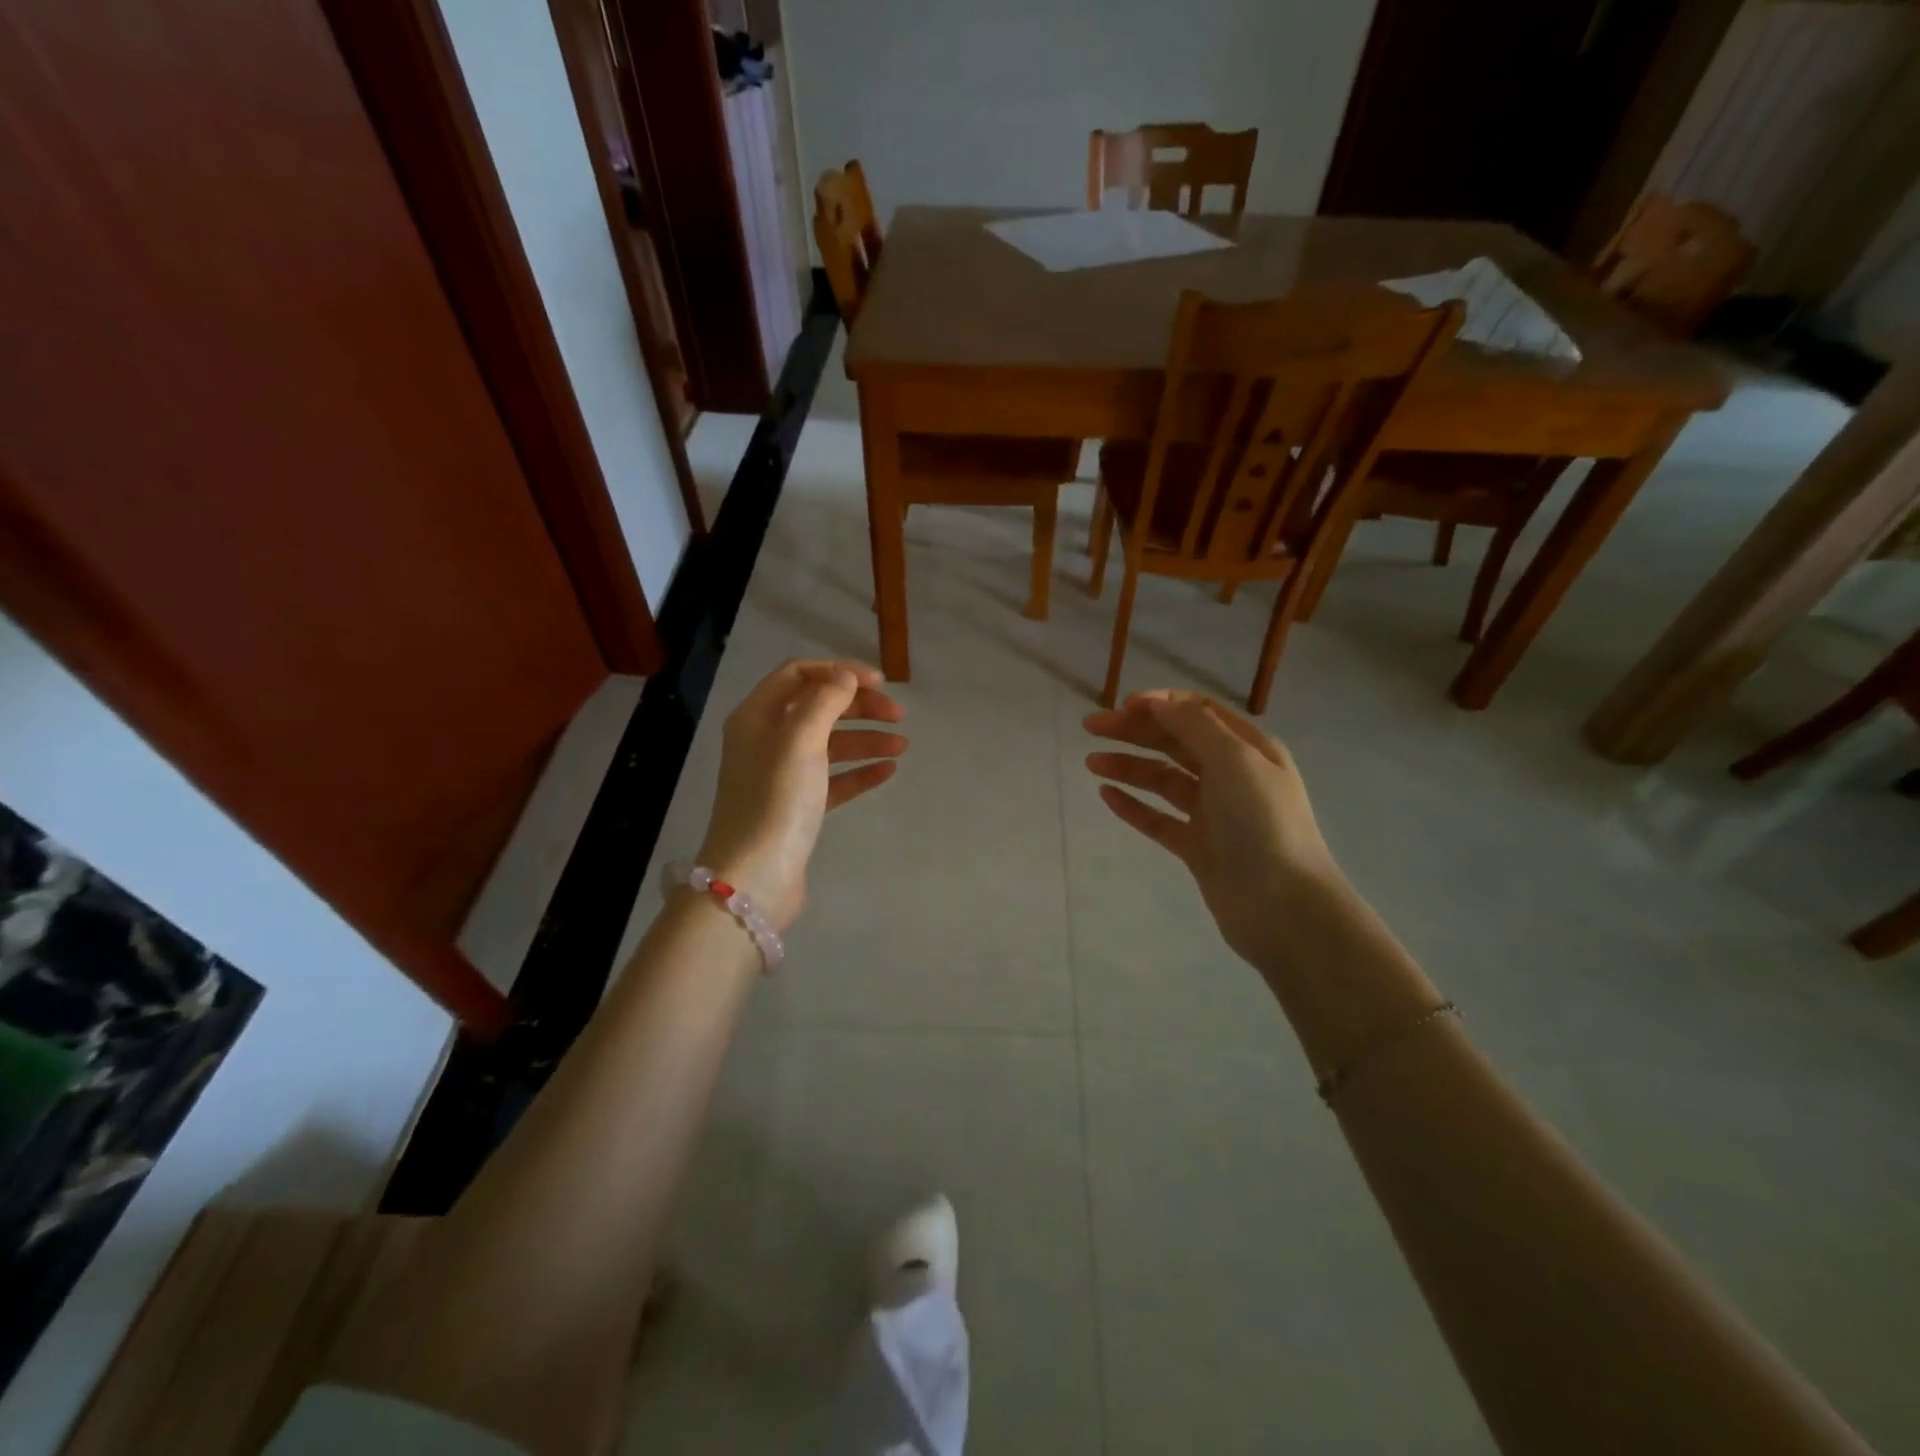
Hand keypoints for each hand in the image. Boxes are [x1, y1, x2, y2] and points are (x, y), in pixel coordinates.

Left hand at [698, 660, 905, 931]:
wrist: (754, 878)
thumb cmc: (775, 801)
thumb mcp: (800, 740)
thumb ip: (825, 701)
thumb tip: (845, 677)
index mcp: (757, 716)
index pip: (798, 674)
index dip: (839, 671)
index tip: (880, 683)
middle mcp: (765, 740)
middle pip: (817, 707)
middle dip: (859, 706)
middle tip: (899, 716)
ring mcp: (781, 776)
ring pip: (829, 744)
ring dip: (865, 739)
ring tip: (902, 747)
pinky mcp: (797, 807)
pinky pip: (833, 779)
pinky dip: (858, 771)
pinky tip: (887, 772)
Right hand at [1084, 691, 1346, 972]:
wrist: (1283, 906)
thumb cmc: (1262, 822)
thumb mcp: (1233, 760)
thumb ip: (1193, 726)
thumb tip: (1157, 703)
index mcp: (1248, 748)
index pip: (1199, 711)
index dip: (1160, 703)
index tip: (1122, 706)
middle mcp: (1232, 776)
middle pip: (1176, 742)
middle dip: (1134, 730)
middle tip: (1091, 727)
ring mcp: (1214, 814)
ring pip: (1163, 780)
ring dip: (1129, 766)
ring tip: (1091, 762)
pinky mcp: (1198, 848)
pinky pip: (1159, 819)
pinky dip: (1134, 805)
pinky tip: (1106, 795)